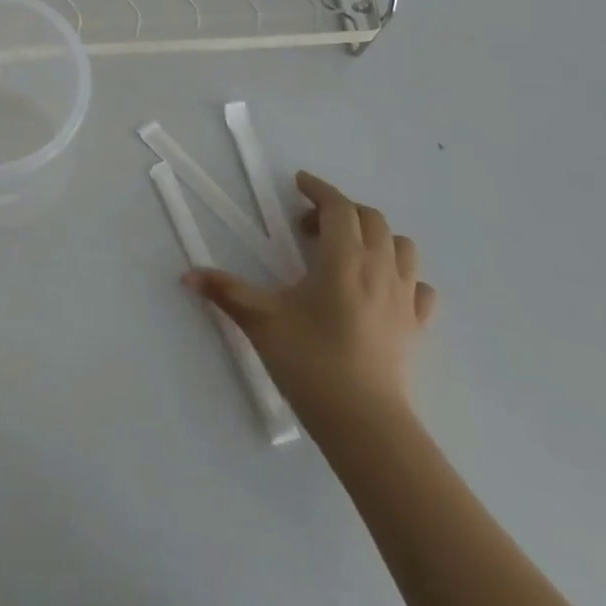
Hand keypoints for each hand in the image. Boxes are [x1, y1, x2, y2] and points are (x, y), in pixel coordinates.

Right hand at [185, 171, 435, 448]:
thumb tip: (187, 275)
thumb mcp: (261, 320)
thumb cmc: (310, 361)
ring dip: (376, 237)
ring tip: (347, 251)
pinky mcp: (416, 327)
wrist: (364, 422)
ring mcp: (403, 298)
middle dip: (341, 211)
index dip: (319, 189)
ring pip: (402, 247)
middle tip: (309, 226)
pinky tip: (381, 289)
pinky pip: (418, 287)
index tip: (299, 183)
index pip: (339, 207)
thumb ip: (225, 291)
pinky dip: (401, 276)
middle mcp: (379, 269)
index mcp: (343, 259)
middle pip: (371, 219)